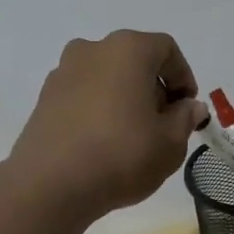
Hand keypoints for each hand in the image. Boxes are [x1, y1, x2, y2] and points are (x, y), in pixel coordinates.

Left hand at [8, 31, 205, 225]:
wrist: (50, 184)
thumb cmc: (121, 154)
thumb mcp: (170, 142)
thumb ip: (184, 118)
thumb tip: (188, 107)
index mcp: (128, 49)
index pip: (166, 49)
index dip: (183, 77)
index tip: (187, 108)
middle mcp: (93, 49)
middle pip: (134, 59)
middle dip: (153, 87)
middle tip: (163, 123)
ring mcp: (63, 71)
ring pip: (106, 76)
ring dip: (124, 97)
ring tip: (132, 135)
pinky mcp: (44, 97)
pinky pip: (82, 94)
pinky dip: (98, 108)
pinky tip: (102, 141)